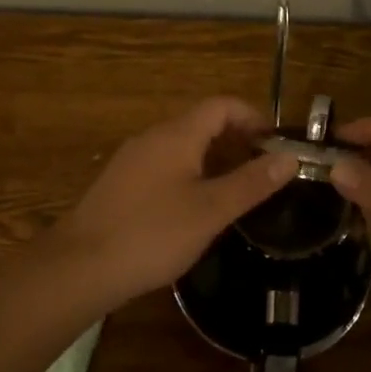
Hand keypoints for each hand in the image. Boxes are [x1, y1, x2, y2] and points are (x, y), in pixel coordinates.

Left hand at [49, 97, 298, 310]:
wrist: (80, 266)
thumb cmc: (152, 234)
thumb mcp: (211, 210)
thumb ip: (252, 183)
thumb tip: (291, 157)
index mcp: (176, 134)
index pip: (221, 105)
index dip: (253, 117)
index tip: (276, 145)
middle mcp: (152, 137)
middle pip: (201, 122)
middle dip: (236, 139)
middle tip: (263, 171)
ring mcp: (132, 160)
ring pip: (182, 146)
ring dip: (213, 158)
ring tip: (236, 190)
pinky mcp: (120, 184)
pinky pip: (164, 165)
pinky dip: (190, 173)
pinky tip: (195, 208)